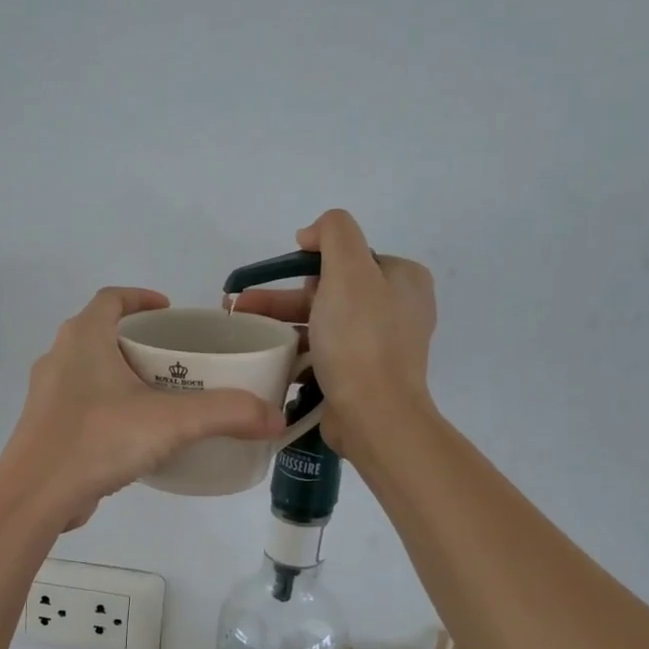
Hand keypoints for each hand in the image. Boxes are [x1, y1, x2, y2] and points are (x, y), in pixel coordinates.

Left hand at [0, 287, 285, 529]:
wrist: (34, 497)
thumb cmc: (97, 439)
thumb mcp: (170, 422)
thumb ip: (226, 414)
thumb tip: (274, 418)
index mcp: (83, 337)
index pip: (112, 298)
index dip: (141, 298)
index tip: (171, 311)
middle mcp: (59, 357)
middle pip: (102, 333)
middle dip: (139, 340)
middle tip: (177, 358)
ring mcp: (47, 394)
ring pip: (90, 371)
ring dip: (122, 374)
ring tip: (161, 395)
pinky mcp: (45, 427)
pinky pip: (82, 404)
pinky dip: (109, 406)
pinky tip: (134, 434)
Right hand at [229, 210, 437, 459]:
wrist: (373, 415)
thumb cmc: (360, 339)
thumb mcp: (349, 270)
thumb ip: (334, 233)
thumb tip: (311, 234)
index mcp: (403, 279)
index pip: (350, 257)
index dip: (313, 262)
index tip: (285, 275)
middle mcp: (397, 309)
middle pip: (331, 291)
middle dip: (284, 297)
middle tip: (244, 305)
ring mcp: (380, 345)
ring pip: (322, 323)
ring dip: (282, 324)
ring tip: (244, 331)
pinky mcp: (361, 376)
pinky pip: (323, 354)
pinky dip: (296, 352)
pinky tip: (267, 357)